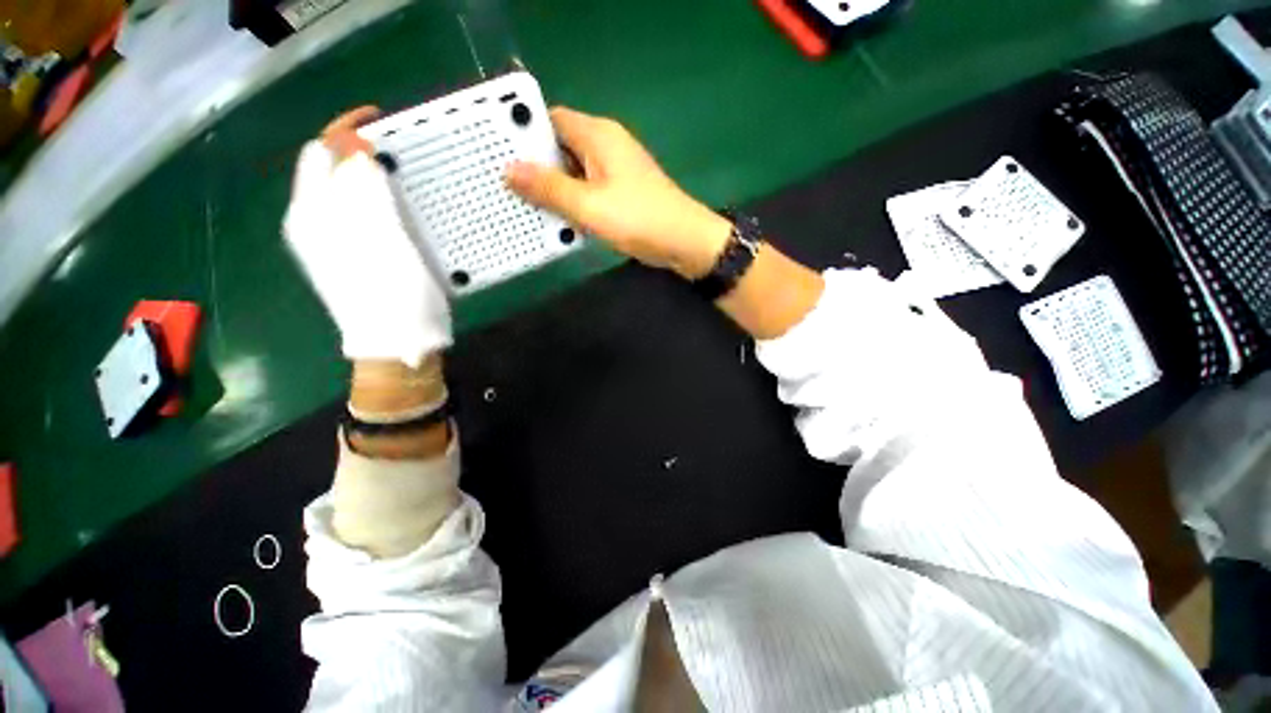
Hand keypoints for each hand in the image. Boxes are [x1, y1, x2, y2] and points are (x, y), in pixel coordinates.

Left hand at [284, 107, 451, 367]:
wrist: (399, 346)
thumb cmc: (392, 294)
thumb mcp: (381, 237)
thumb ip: (364, 189)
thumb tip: (356, 150)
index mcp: (313, 214)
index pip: (320, 151)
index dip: (348, 130)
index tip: (385, 123)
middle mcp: (315, 223)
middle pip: (334, 171)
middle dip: (365, 156)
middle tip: (405, 162)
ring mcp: (335, 243)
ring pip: (352, 195)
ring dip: (378, 183)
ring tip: (411, 188)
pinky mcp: (356, 258)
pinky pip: (366, 218)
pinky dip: (385, 208)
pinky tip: (407, 218)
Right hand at [505, 107, 732, 279]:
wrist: (684, 243)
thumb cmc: (639, 219)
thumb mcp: (589, 205)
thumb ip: (550, 188)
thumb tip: (509, 170)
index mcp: (598, 135)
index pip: (550, 119)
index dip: (523, 133)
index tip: (498, 153)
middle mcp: (606, 146)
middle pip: (561, 147)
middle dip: (536, 166)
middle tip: (506, 186)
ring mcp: (616, 171)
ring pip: (574, 172)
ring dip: (554, 189)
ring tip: (524, 206)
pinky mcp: (621, 193)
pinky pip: (588, 191)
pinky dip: (573, 202)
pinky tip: (558, 220)